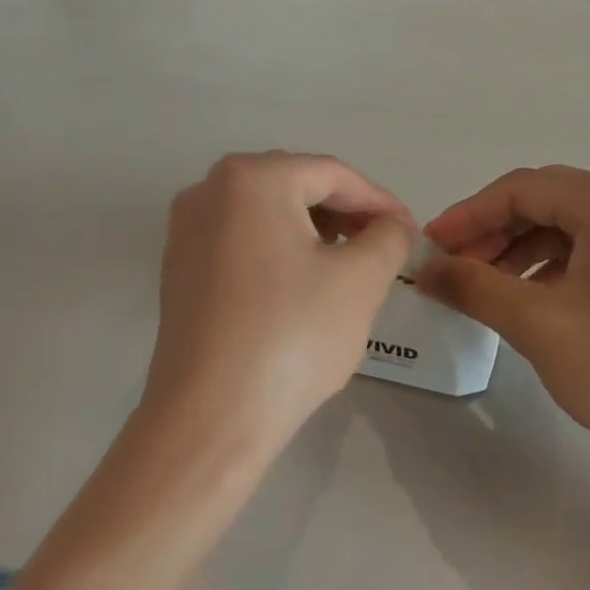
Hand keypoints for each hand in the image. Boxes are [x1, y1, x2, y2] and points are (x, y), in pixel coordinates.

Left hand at [143, 153, 414, 453]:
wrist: (211, 415)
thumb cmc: (292, 336)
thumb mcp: (360, 280)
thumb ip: (387, 238)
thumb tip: (391, 226)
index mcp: (250, 179)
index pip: (331, 174)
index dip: (378, 201)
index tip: (410, 231)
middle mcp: (207, 191)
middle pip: (294, 187)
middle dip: (344, 214)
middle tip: (382, 247)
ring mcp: (185, 232)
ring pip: (265, 217)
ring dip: (312, 233)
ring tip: (348, 266)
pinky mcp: (179, 271)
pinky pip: (240, 245)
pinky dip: (278, 254)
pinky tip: (301, 287)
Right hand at [418, 166, 589, 482]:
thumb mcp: (538, 324)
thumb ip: (474, 287)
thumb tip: (425, 270)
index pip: (521, 189)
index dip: (466, 216)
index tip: (429, 249)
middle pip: (548, 203)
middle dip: (493, 236)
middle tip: (453, 273)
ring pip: (573, 229)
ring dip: (522, 253)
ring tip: (487, 292)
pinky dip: (557, 269)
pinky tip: (536, 302)